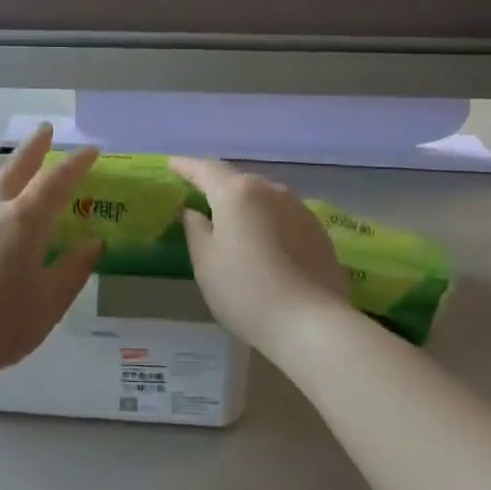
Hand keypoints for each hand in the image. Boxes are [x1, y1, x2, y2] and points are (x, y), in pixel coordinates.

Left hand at [0, 124, 104, 384]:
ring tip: (11, 157)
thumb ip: (73, 270)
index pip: (56, 182)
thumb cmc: (0, 324)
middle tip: (46, 129)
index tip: (92, 149)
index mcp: (25, 221)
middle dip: (34, 147)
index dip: (76, 164)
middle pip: (17, 167)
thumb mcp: (49, 303)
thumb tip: (94, 243)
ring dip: (5, 162)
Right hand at [170, 157, 353, 356]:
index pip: (205, 169)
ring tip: (233, 216)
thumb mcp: (205, 262)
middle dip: (217, 184)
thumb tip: (192, 211)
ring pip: (263, 194)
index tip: (172, 165)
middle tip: (199, 194)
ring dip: (245, 201)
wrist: (312, 324)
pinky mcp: (318, 229)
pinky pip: (283, 213)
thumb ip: (195, 229)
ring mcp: (299, 208)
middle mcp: (270, 190)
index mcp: (236, 193)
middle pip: (237, 179)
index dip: (186, 166)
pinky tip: (264, 238)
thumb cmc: (245, 292)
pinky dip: (267, 217)